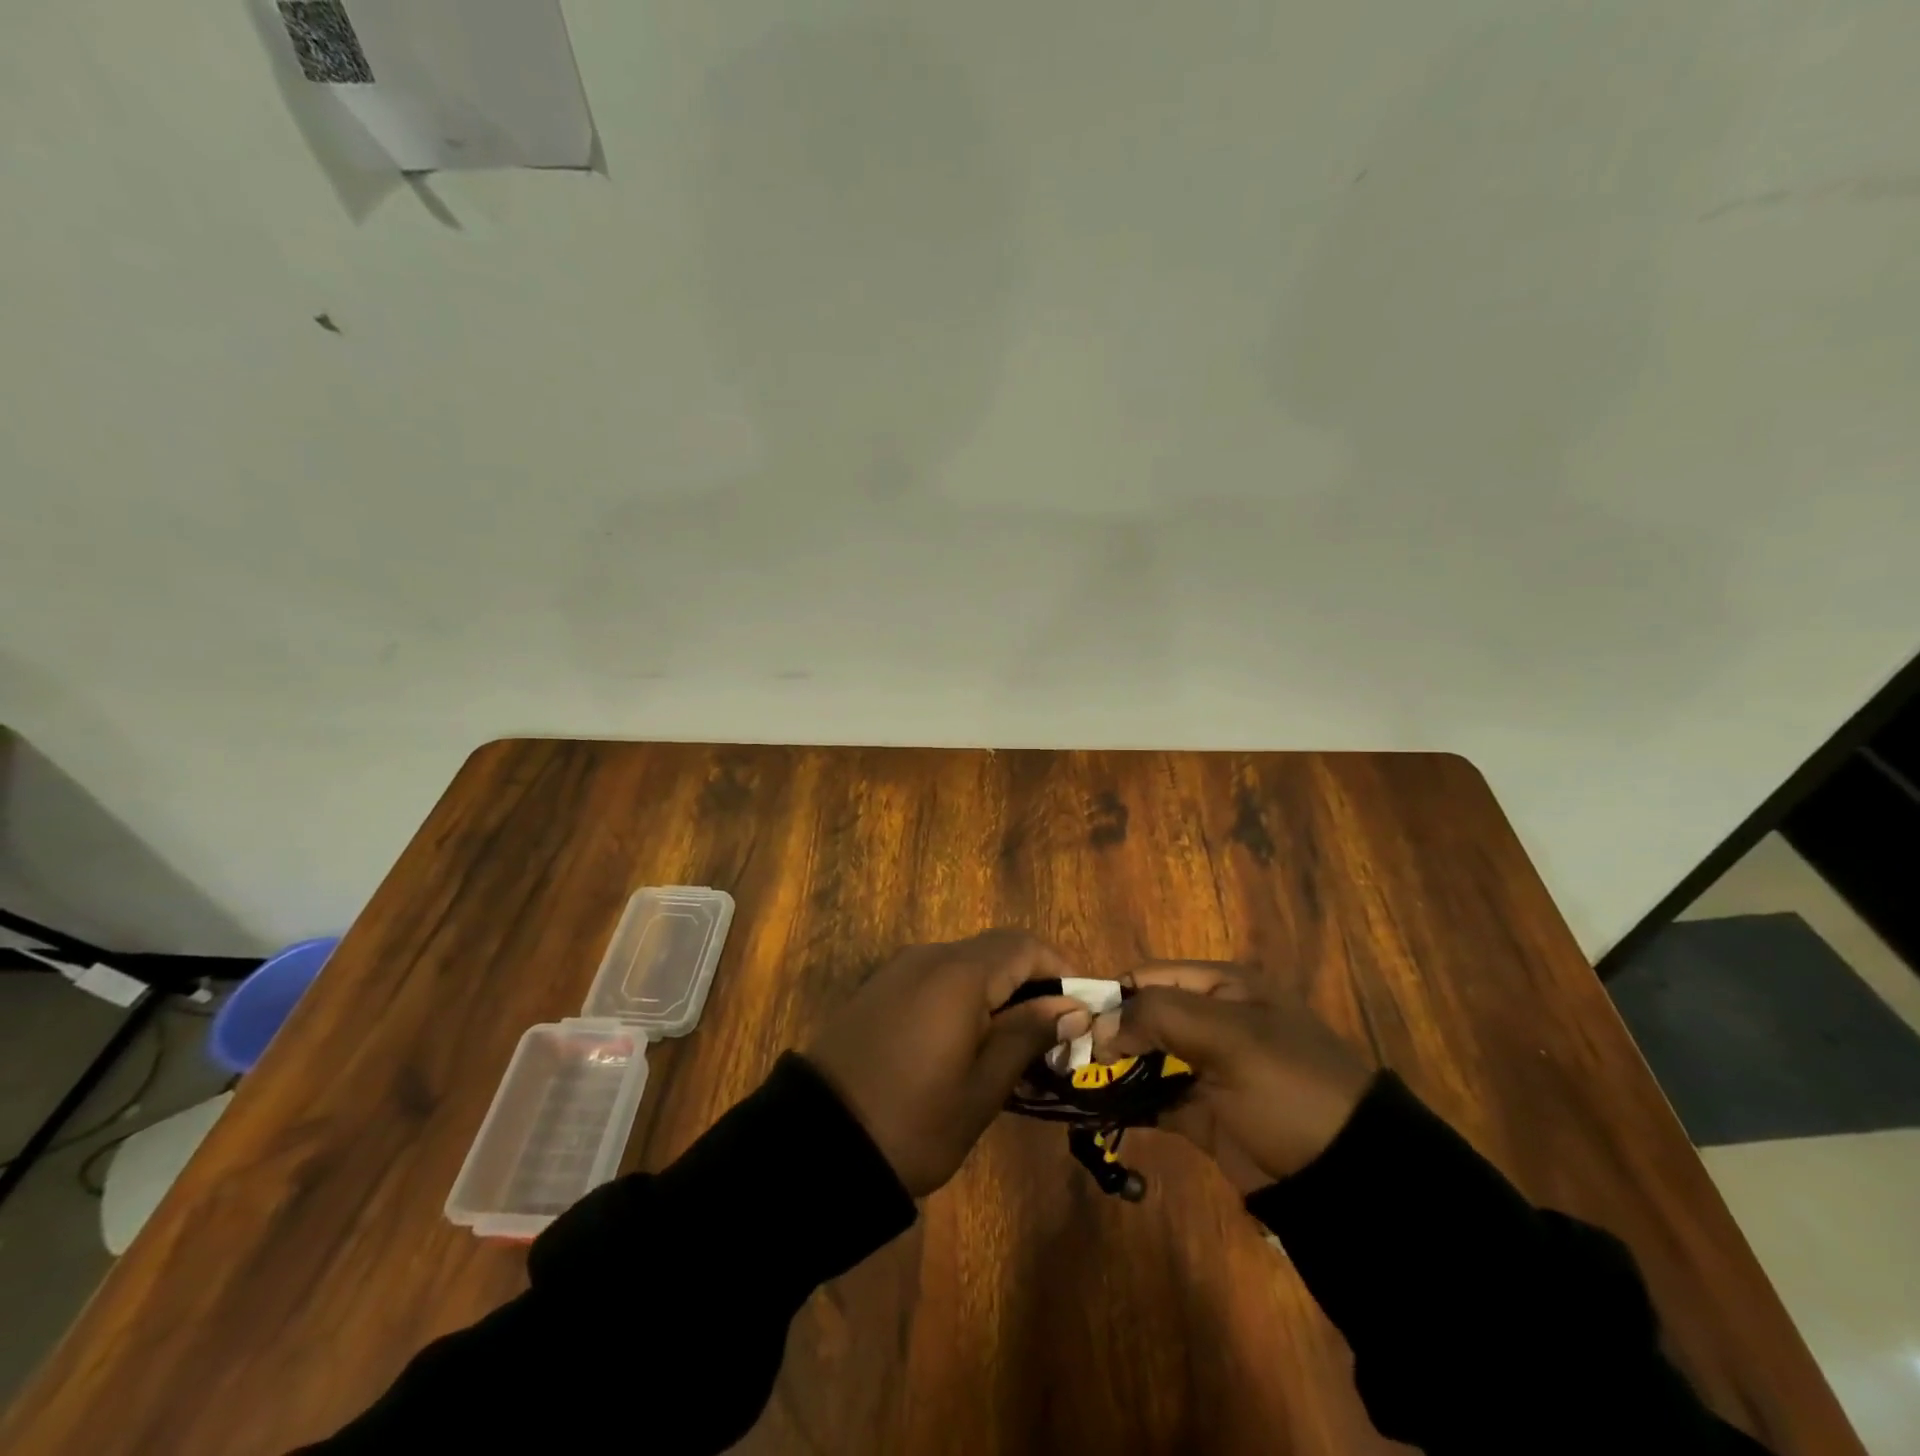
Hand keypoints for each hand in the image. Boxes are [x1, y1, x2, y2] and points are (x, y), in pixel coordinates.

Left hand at [806, 930, 1091, 1196]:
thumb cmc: (913, 1120)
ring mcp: (897, 970)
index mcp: (959, 973)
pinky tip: (967, 1043)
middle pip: (995, 950)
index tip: (1081, 1010)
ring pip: (966, 964)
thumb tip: (1073, 1006)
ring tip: (1015, 1046)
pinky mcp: (877, 989)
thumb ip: (1028, 1034)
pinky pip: (935, 979)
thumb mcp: (983, 1087)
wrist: (816, 1143)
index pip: (1025, 945)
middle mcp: (928, 957)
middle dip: (1032, 982)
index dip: (1060, 968)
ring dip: (998, 991)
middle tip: (1053, 1035)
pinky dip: (963, 998)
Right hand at [1092, 962, 1373, 1192]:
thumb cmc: (1288, 1088)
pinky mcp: (1204, 1115)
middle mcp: (1210, 1020)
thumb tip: (1099, 1028)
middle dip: (1104, 1036)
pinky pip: (1155, 1100)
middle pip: (1142, 1017)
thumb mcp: (1229, 1037)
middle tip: (1063, 1061)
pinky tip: (1095, 1111)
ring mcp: (1207, 1069)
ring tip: (1069, 1086)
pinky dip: (1127, 1103)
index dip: (1110, 996)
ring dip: (1110, 1071)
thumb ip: (1158, 1017)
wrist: (1350, 1178)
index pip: (1147, 977)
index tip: (1073, 1025)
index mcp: (1222, 986)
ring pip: (1144, 1059)